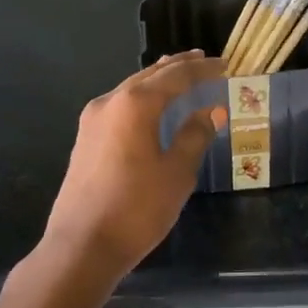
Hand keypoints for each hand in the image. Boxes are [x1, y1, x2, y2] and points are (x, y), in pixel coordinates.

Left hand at [42, 51, 227, 279]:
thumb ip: (195, 136)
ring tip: (181, 77)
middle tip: (204, 61)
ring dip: (158, 82)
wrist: (82, 246)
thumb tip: (212, 111)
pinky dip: (142, 99)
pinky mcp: (85, 140)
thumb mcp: (177, 172)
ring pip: (132, 89)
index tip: (226, 65)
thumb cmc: (137, 208)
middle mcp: (110, 102)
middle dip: (178, 67)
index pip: (177, 76)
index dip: (204, 70)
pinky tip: (152, 108)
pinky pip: (120, 106)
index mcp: (135, 104)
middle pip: (150, 75)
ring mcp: (92, 121)